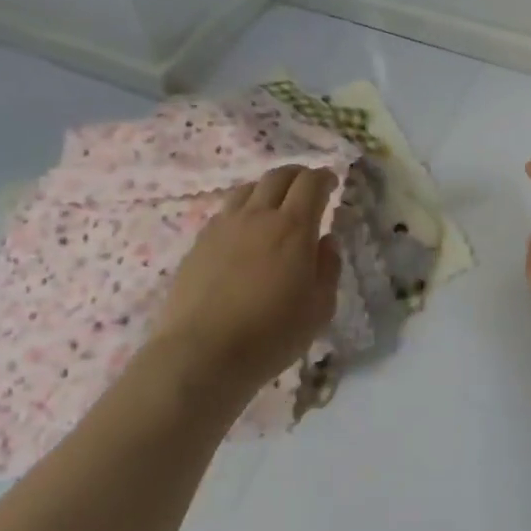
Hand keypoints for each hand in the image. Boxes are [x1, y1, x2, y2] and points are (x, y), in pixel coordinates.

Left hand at [150, 165, 340, 401]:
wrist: (201, 355)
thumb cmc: (270, 335)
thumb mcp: (319, 308)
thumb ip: (329, 268)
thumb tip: (326, 241)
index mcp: (293, 227)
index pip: (311, 183)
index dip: (324, 177)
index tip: (332, 183)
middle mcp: (258, 216)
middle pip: (278, 176)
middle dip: (298, 175)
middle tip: (307, 187)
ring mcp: (224, 226)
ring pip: (248, 189)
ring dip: (267, 188)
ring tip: (274, 204)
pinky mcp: (199, 243)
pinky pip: (225, 211)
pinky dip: (243, 209)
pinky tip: (244, 230)